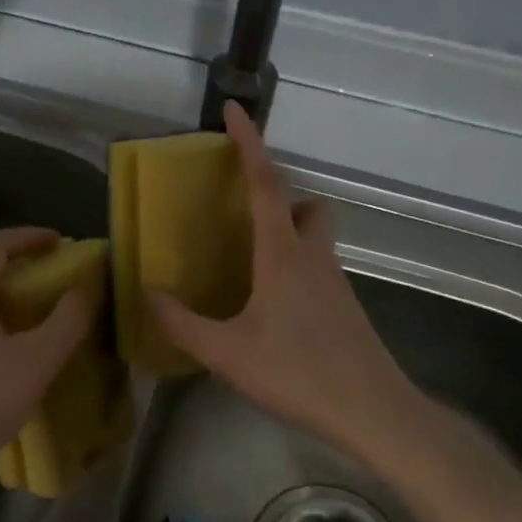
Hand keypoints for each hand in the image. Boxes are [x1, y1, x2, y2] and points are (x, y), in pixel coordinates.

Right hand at [148, 102, 425, 463]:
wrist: (372, 412)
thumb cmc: (297, 374)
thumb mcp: (226, 353)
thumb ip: (182, 323)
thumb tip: (149, 293)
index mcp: (282, 254)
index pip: (264, 184)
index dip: (249, 143)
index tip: (235, 109)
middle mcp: (313, 256)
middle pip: (304, 204)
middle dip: (277, 194)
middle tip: (243, 212)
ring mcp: (335, 282)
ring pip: (315, 235)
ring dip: (287, 230)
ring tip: (248, 263)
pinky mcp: (345, 307)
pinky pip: (317, 266)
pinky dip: (294, 265)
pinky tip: (271, 306)